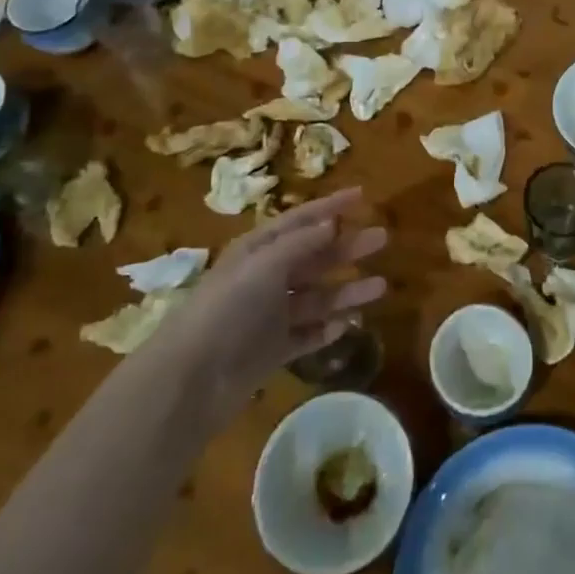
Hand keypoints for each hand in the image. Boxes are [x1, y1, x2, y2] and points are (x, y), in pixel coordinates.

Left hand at [162, 189, 386, 409]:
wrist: (192, 378)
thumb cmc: (227, 309)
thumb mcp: (264, 265)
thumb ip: (300, 244)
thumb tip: (331, 222)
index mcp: (258, 251)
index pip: (300, 220)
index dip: (330, 206)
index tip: (362, 195)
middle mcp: (265, 279)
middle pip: (314, 257)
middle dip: (347, 247)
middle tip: (382, 238)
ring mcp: (270, 316)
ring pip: (317, 297)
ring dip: (347, 290)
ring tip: (381, 286)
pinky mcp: (273, 350)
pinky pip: (308, 334)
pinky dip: (328, 328)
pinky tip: (350, 323)